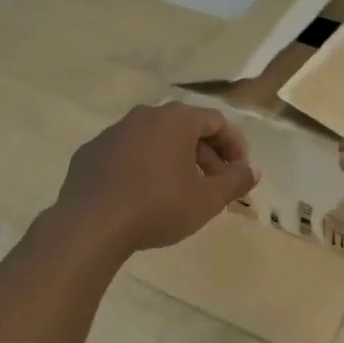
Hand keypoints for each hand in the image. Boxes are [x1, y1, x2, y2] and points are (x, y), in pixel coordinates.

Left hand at [54, 103, 257, 255]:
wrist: (90, 226)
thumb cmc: (158, 206)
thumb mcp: (207, 199)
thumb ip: (235, 181)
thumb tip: (253, 169)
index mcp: (175, 119)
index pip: (216, 121)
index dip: (234, 145)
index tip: (239, 172)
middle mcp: (144, 116)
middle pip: (185, 128)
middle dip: (205, 156)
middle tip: (213, 187)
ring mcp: (113, 132)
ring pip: (154, 140)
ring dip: (174, 161)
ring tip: (180, 193)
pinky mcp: (90, 153)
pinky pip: (126, 154)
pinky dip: (142, 168)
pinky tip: (142, 196)